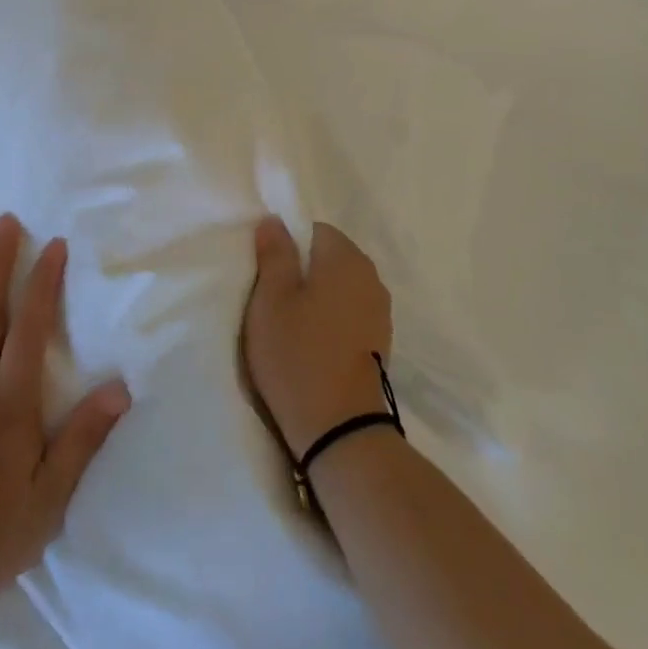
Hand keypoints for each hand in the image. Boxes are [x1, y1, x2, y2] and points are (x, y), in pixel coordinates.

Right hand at [243, 217, 393, 456]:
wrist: (341, 429)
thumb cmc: (298, 354)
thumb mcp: (271, 299)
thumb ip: (274, 254)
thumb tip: (275, 220)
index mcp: (345, 257)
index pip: (313, 230)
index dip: (287, 248)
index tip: (267, 276)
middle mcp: (370, 276)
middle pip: (329, 257)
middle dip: (302, 272)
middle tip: (273, 303)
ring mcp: (380, 310)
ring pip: (340, 287)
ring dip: (317, 298)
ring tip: (291, 326)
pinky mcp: (380, 341)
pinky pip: (350, 313)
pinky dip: (332, 320)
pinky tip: (313, 344)